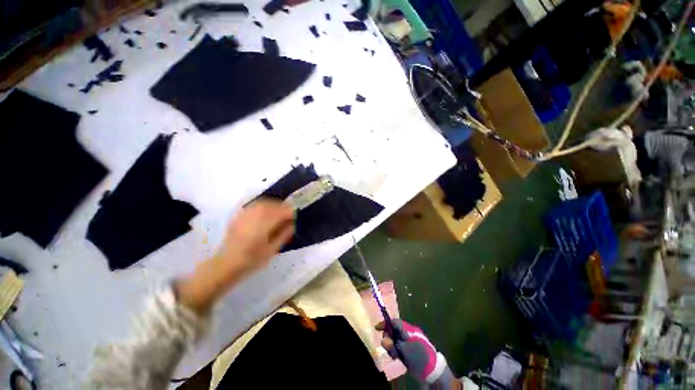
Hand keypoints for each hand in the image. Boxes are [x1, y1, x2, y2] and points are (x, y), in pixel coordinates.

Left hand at [213, 199, 294, 279]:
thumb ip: (284, 234)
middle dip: (283, 208)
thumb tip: (293, 223)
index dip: (291, 213)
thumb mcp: (272, 250)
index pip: (282, 212)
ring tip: (279, 213)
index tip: (295, 218)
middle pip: (274, 204)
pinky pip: (254, 205)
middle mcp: (254, 215)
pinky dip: (263, 205)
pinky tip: (265, 211)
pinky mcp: (239, 215)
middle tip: (289, 215)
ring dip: (274, 205)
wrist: (225, 264)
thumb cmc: (251, 260)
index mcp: (264, 224)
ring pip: (264, 202)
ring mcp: (245, 214)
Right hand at [377, 319, 458, 388]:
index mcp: (408, 329)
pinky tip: (397, 357)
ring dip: (392, 346)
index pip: (394, 322)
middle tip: (387, 347)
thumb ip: (393, 344)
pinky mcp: (410, 349)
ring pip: (395, 339)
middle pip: (394, 330)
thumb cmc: (418, 356)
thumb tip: (383, 340)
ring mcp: (410, 341)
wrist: (433, 370)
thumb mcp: (404, 350)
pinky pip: (399, 346)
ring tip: (394, 355)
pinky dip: (396, 350)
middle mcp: (408, 333)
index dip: (385, 323)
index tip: (377, 328)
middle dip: (388, 337)